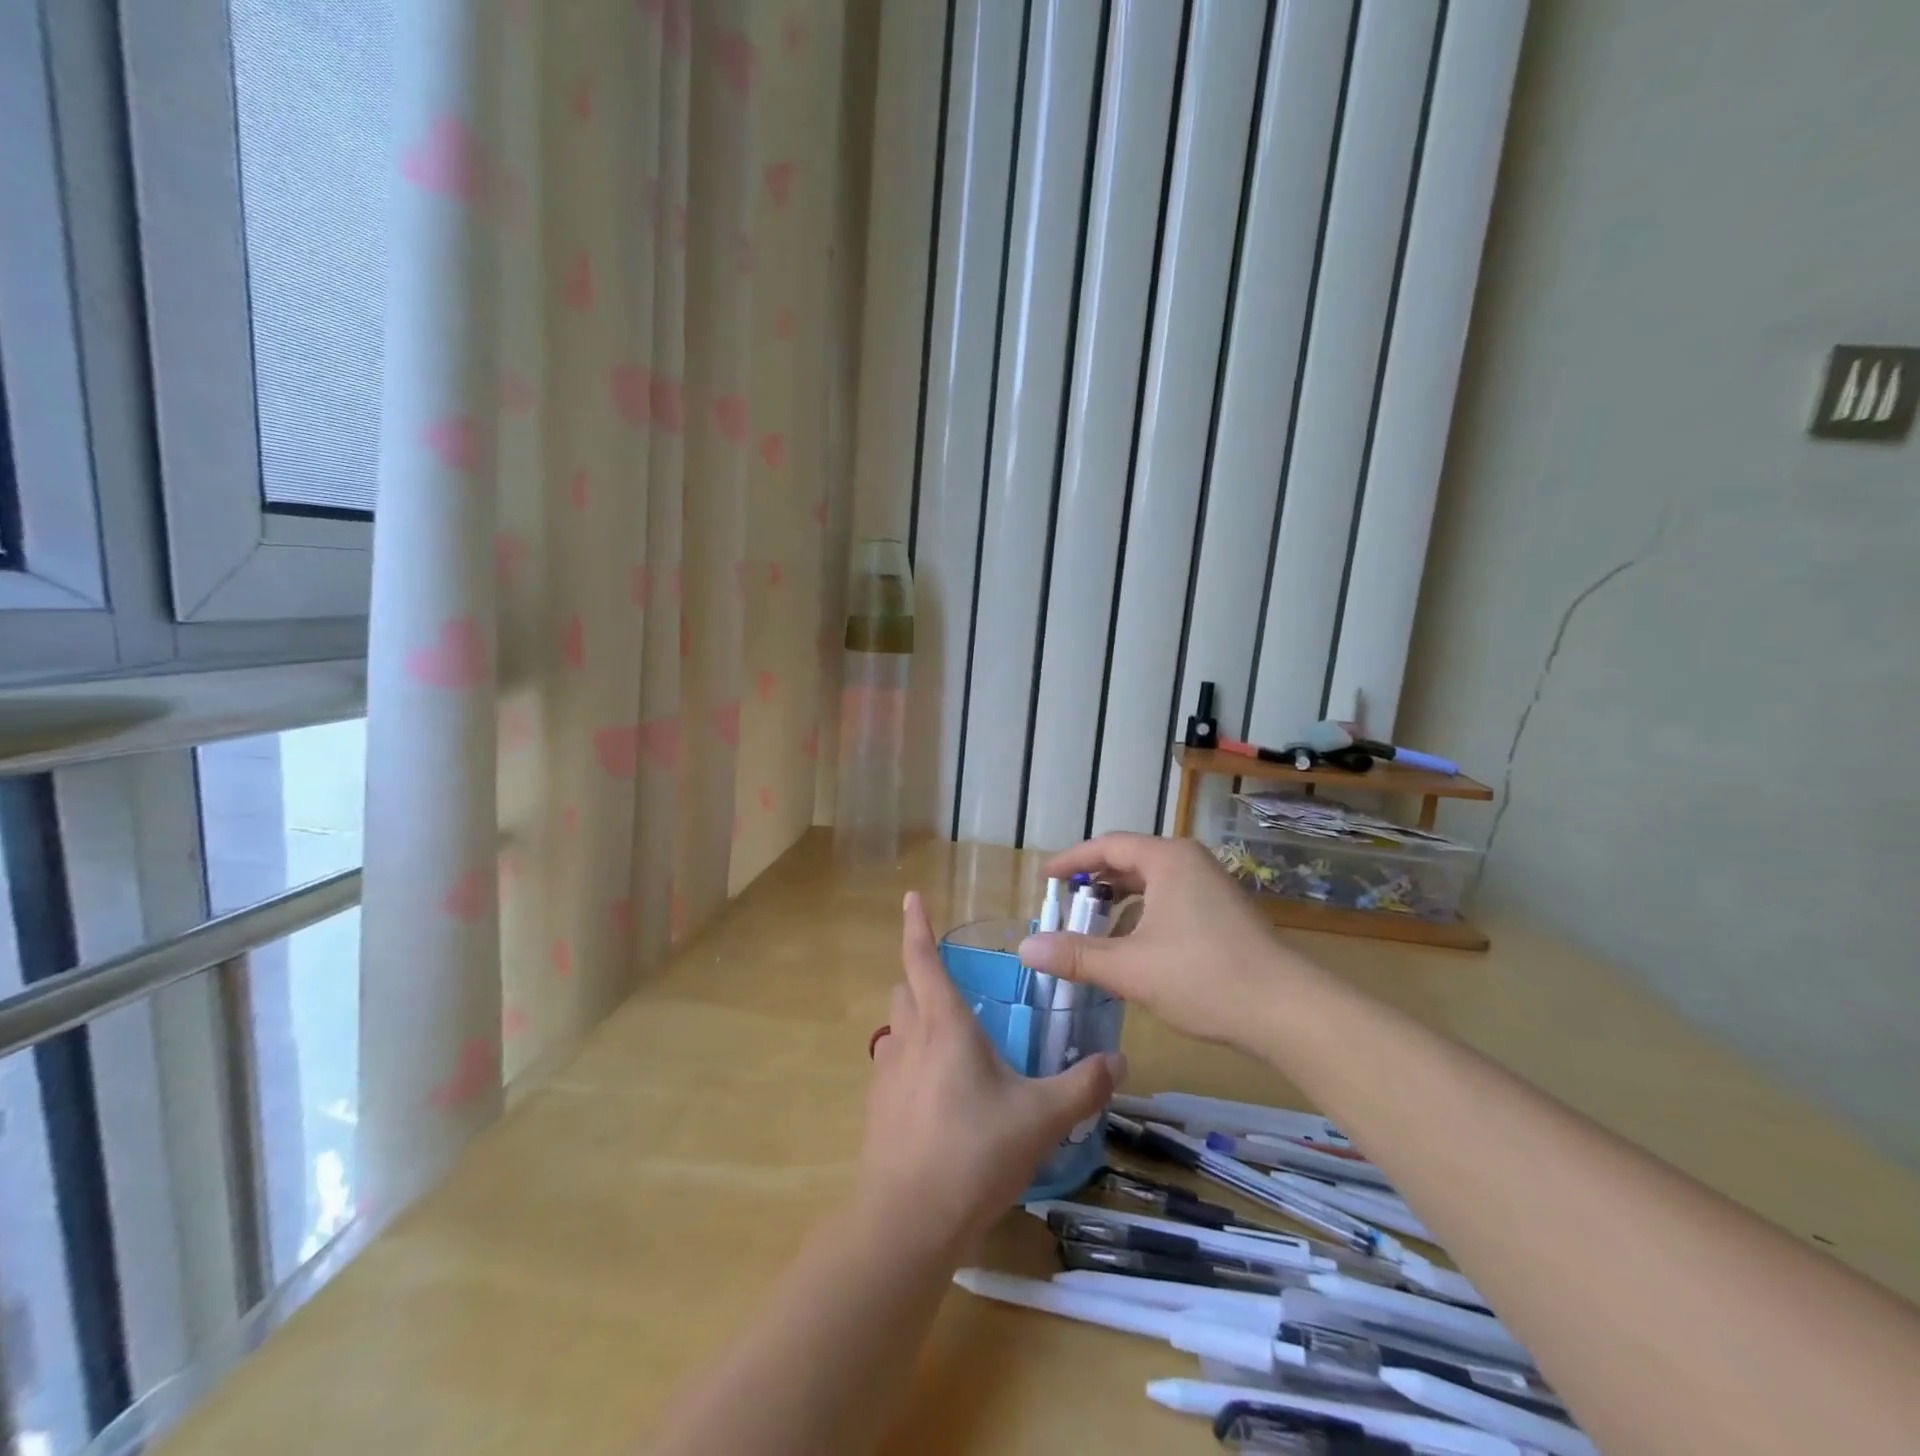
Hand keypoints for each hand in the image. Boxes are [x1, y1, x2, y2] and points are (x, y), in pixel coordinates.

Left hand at [858, 892, 1125, 1249]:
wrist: (906, 1221)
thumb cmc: (974, 1152)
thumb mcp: (1041, 1118)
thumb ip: (1083, 1087)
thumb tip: (1118, 1060)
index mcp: (944, 1025)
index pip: (922, 958)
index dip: (916, 925)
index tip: (911, 896)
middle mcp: (908, 1038)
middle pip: (905, 988)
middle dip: (921, 976)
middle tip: (953, 986)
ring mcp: (886, 1072)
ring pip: (896, 1026)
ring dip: (915, 1019)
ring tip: (949, 1040)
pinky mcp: (877, 1107)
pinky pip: (892, 1064)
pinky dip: (910, 1060)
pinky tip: (938, 1093)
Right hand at [1018, 833, 1318, 1048]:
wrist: (1288, 1012)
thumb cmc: (1204, 977)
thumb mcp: (1131, 968)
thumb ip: (1076, 955)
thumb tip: (1026, 949)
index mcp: (1168, 860)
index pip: (1108, 846)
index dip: (1072, 861)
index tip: (1045, 878)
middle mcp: (1190, 863)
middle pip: (1130, 862)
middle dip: (1095, 884)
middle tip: (1066, 907)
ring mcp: (1211, 888)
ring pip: (1152, 885)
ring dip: (1119, 905)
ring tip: (1094, 932)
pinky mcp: (1224, 914)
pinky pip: (1170, 902)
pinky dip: (1143, 918)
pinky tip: (1134, 952)